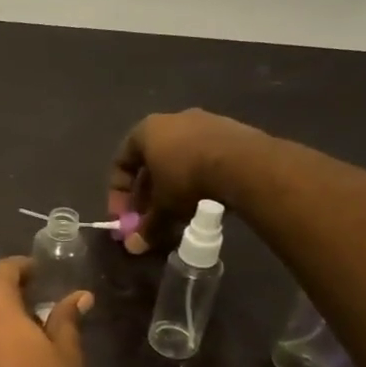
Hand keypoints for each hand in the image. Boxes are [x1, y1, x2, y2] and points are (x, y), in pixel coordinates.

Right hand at [108, 109, 263, 254]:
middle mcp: (173, 119)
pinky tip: (205, 199)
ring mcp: (205, 122)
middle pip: (151, 161)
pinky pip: (206, 157)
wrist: (247, 164)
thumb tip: (133, 247)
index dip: (118, 193)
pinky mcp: (233, 131)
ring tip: (179, 212)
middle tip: (149, 217)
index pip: (121, 162)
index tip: (124, 216)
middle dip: (147, 192)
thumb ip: (146, 226)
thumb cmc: (189, 179)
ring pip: (179, 159)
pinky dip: (199, 178)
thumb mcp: (163, 208)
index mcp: (146, 130)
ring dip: (174, 186)